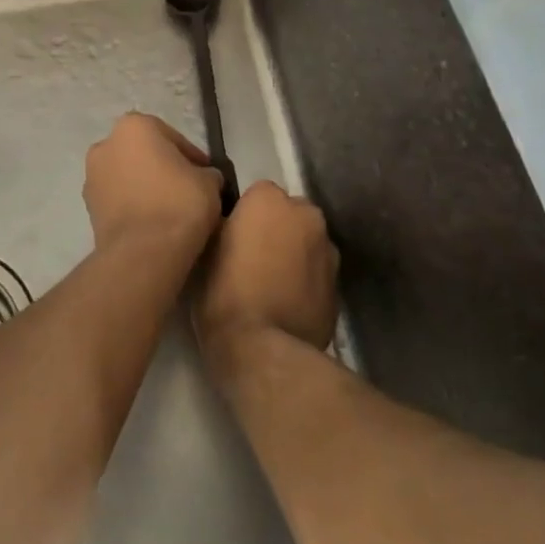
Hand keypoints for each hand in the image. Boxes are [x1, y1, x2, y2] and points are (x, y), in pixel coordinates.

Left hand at [82, 113, 222, 254]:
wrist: (143, 252)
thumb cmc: (178, 203)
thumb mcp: (209, 182)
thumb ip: (206, 172)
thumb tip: (204, 177)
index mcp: (134, 126)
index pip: (172, 137)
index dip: (192, 157)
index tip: (205, 175)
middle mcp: (106, 144)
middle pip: (144, 153)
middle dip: (163, 168)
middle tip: (187, 189)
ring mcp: (92, 176)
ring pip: (128, 176)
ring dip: (145, 186)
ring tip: (169, 209)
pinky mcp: (88, 207)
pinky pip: (118, 199)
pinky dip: (133, 205)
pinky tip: (152, 223)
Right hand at [194, 180, 338, 359]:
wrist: (263, 349)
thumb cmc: (224, 292)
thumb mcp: (205, 250)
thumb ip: (222, 225)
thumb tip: (228, 223)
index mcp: (270, 199)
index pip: (257, 194)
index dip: (244, 216)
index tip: (232, 237)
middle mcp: (306, 215)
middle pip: (289, 214)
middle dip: (275, 229)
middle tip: (252, 259)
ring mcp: (329, 250)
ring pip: (307, 243)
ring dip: (293, 254)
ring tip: (270, 285)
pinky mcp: (339, 286)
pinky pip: (317, 274)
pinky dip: (305, 282)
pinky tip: (286, 305)